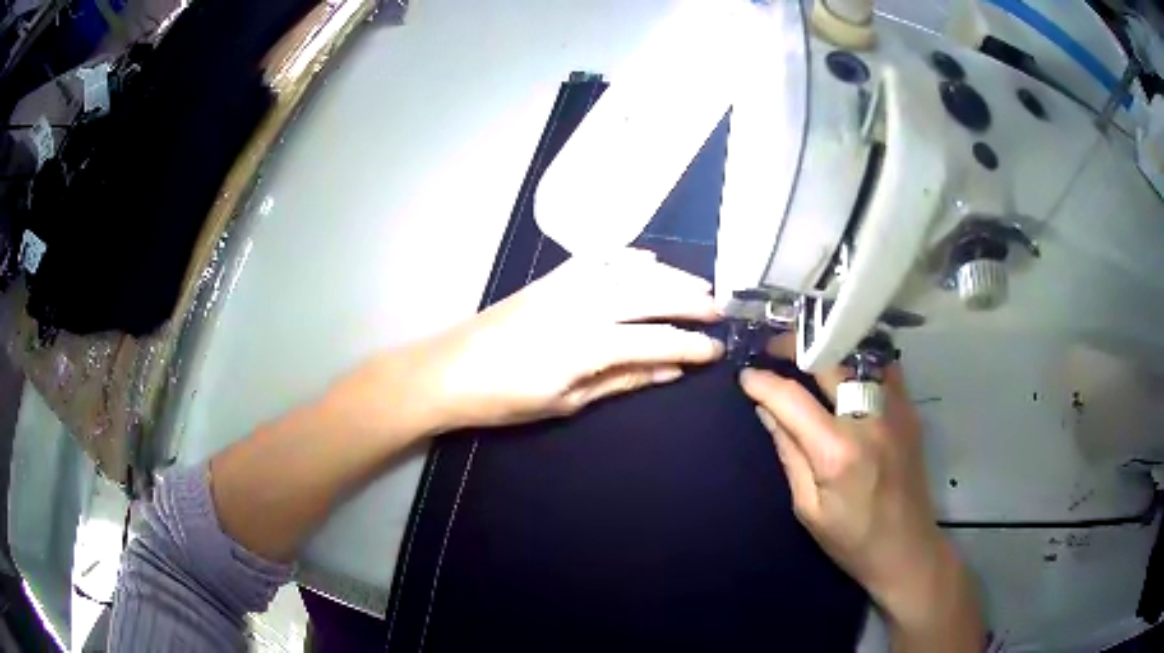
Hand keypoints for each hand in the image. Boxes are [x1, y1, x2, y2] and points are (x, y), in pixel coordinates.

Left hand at [332, 250, 722, 438]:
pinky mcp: (551, 278)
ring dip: (669, 275)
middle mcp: (583, 304)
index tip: (716, 350)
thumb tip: (670, 370)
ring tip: (698, 284)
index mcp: (588, 344)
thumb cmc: (505, 398)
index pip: (656, 339)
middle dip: (690, 300)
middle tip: (720, 308)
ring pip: (630, 271)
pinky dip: (627, 256)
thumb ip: (622, 380)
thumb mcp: (568, 401)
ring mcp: (566, 284)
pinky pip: (597, 257)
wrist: (450, 370)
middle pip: (651, 294)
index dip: (691, 345)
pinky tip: (647, 259)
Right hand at [739, 335, 981, 644]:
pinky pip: (883, 368)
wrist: (907, 549)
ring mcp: (896, 410)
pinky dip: (860, 360)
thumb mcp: (808, 507)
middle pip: (829, 362)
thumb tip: (766, 410)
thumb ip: (789, 453)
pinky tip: (845, 369)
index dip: (763, 382)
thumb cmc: (852, 539)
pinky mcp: (910, 412)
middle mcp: (870, 419)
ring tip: (807, 353)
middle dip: (794, 347)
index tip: (744, 376)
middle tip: (771, 349)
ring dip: (829, 348)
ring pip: (860, 355)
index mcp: (837, 452)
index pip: (792, 400)